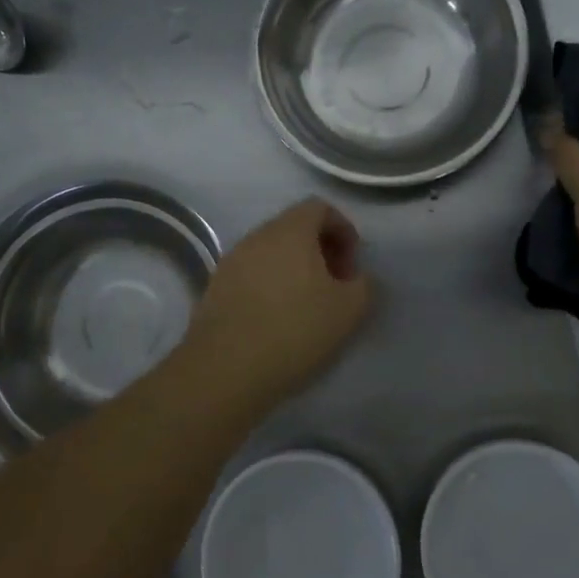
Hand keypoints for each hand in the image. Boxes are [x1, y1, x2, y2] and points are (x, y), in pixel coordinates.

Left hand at [174, 199, 372, 413]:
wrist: (225, 369)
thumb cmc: (294, 330)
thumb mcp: (349, 310)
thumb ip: (363, 285)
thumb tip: (356, 277)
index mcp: (291, 230)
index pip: (320, 207)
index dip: (343, 230)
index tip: (352, 266)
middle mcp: (258, 235)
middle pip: (294, 228)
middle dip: (320, 250)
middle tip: (335, 286)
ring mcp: (232, 260)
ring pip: (271, 252)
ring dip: (294, 269)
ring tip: (307, 306)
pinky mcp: (215, 287)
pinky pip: (251, 273)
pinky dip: (270, 286)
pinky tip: (277, 320)